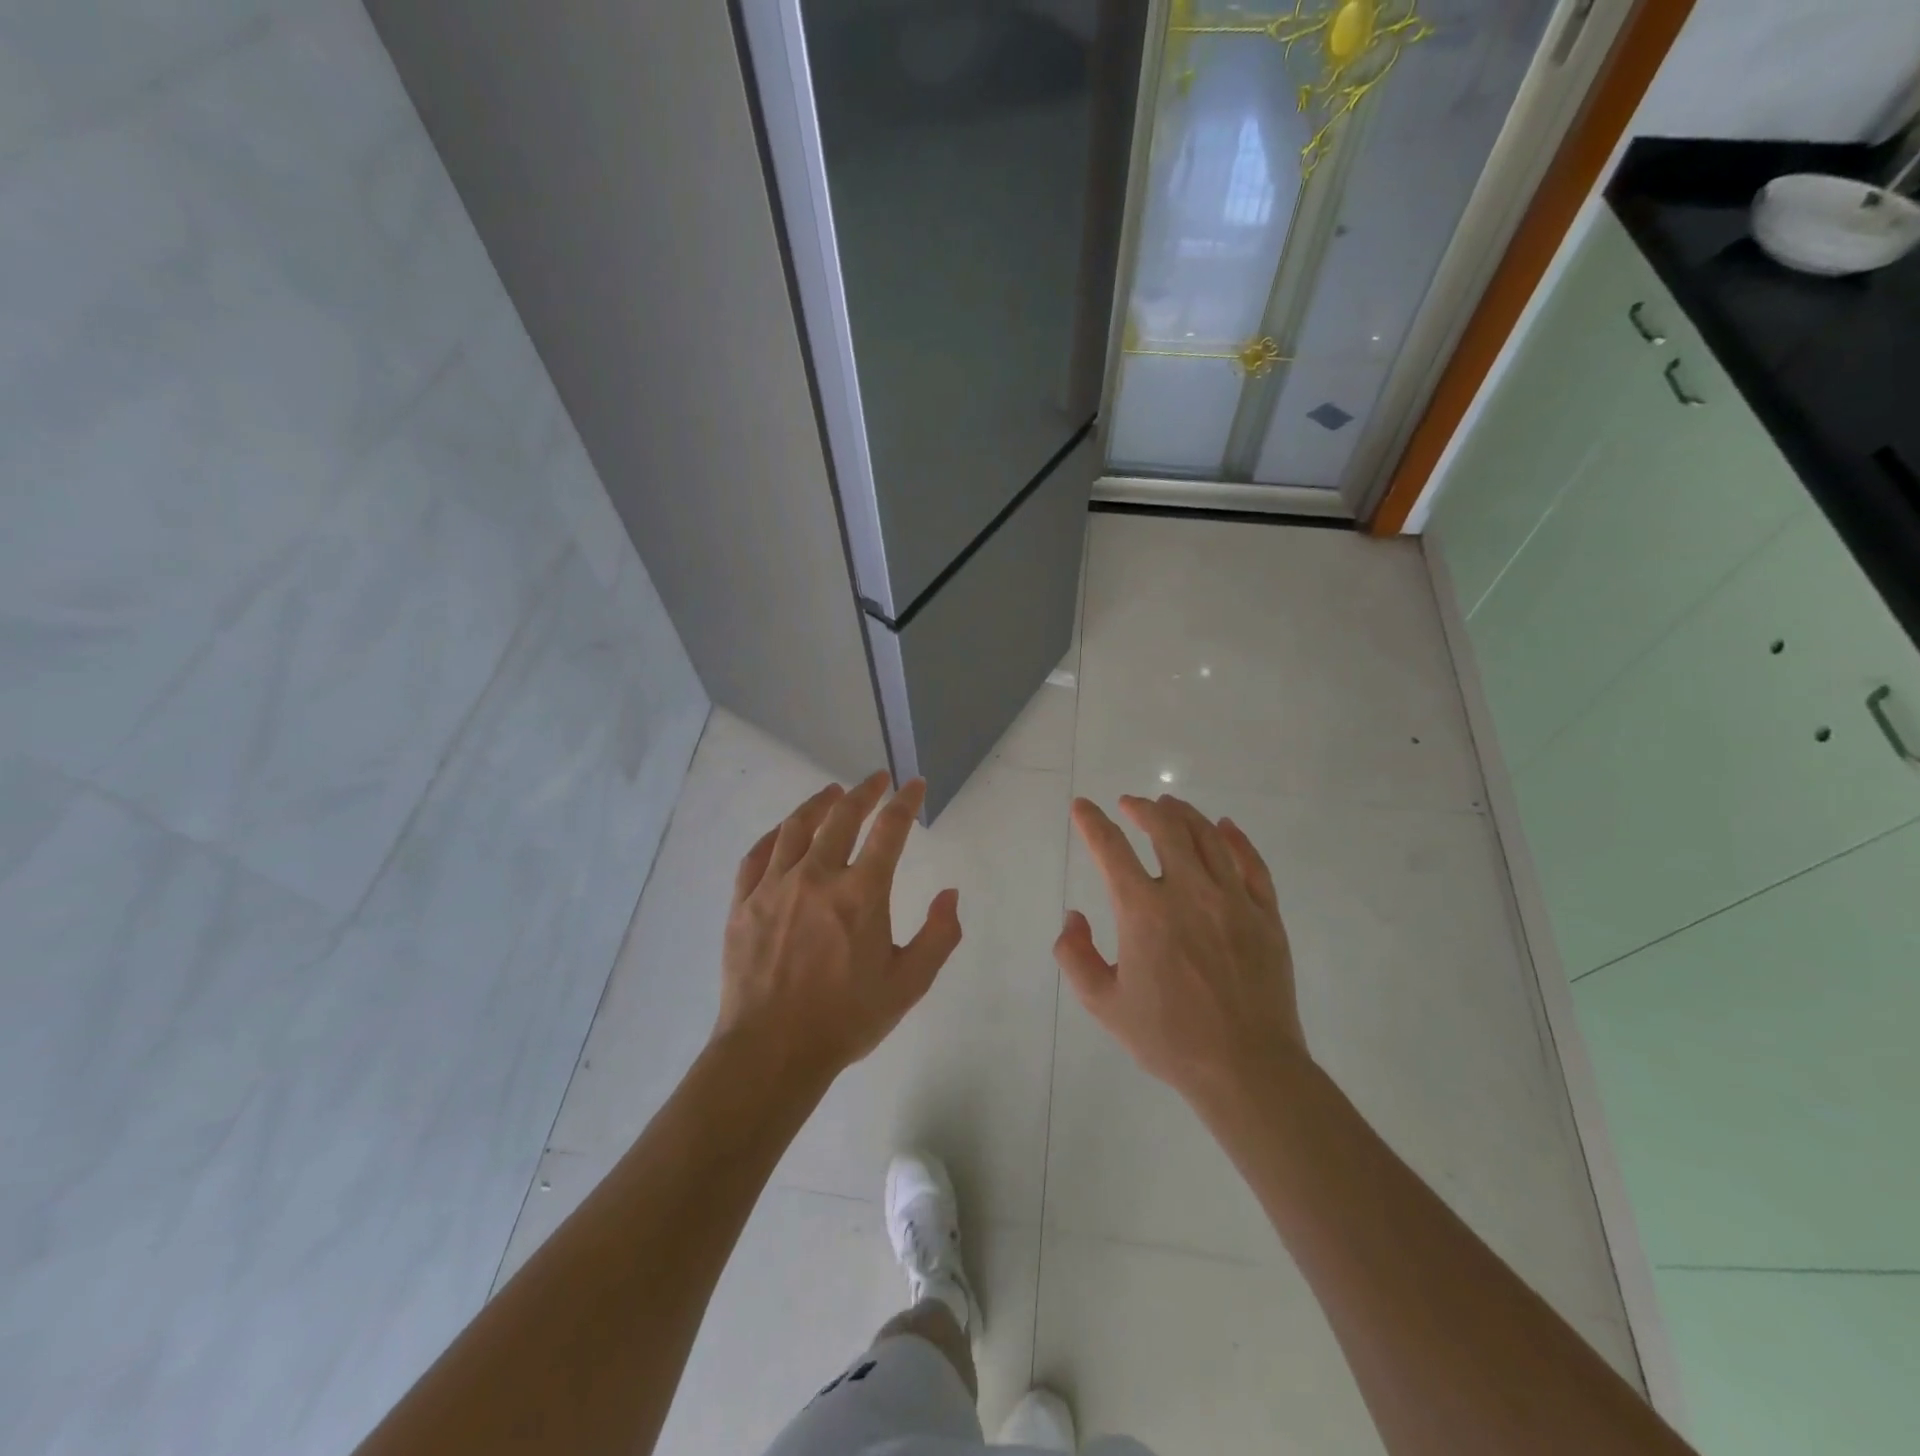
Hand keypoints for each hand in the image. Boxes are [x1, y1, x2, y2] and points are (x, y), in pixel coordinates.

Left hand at [716, 772, 961, 1082]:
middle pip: (841, 818)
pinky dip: (774, 835)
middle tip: (876, 779)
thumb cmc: (846, 1019)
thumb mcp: (909, 984)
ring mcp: (774, 887)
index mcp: (861, 894)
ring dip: (818, 804)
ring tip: (831, 793)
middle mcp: (816, 877)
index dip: (905, 802)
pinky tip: (784, 831)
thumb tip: (950, 893)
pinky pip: (756, 855)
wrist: (771, 1051)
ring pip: (796, 828)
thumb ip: (939, 936)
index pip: (889, 831)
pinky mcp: (743, 903)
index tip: (913, 785)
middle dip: (863, 792)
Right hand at [1054, 794, 1304, 1107]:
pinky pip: (1251, 863)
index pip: (1111, 848)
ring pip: (1207, 836)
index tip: (1082, 807)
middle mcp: (1188, 892)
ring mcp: (1232, 899)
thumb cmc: (1169, 1039)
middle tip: (1130, 804)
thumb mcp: (1104, 1004)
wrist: (1247, 1068)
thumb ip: (1075, 956)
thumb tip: (1074, 917)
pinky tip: (1225, 827)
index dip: (1092, 822)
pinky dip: (1235, 838)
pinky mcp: (1265, 914)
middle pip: (1164, 828)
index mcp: (1144, 911)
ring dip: (1183, 814)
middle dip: (1142, 808)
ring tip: (1170, 805)